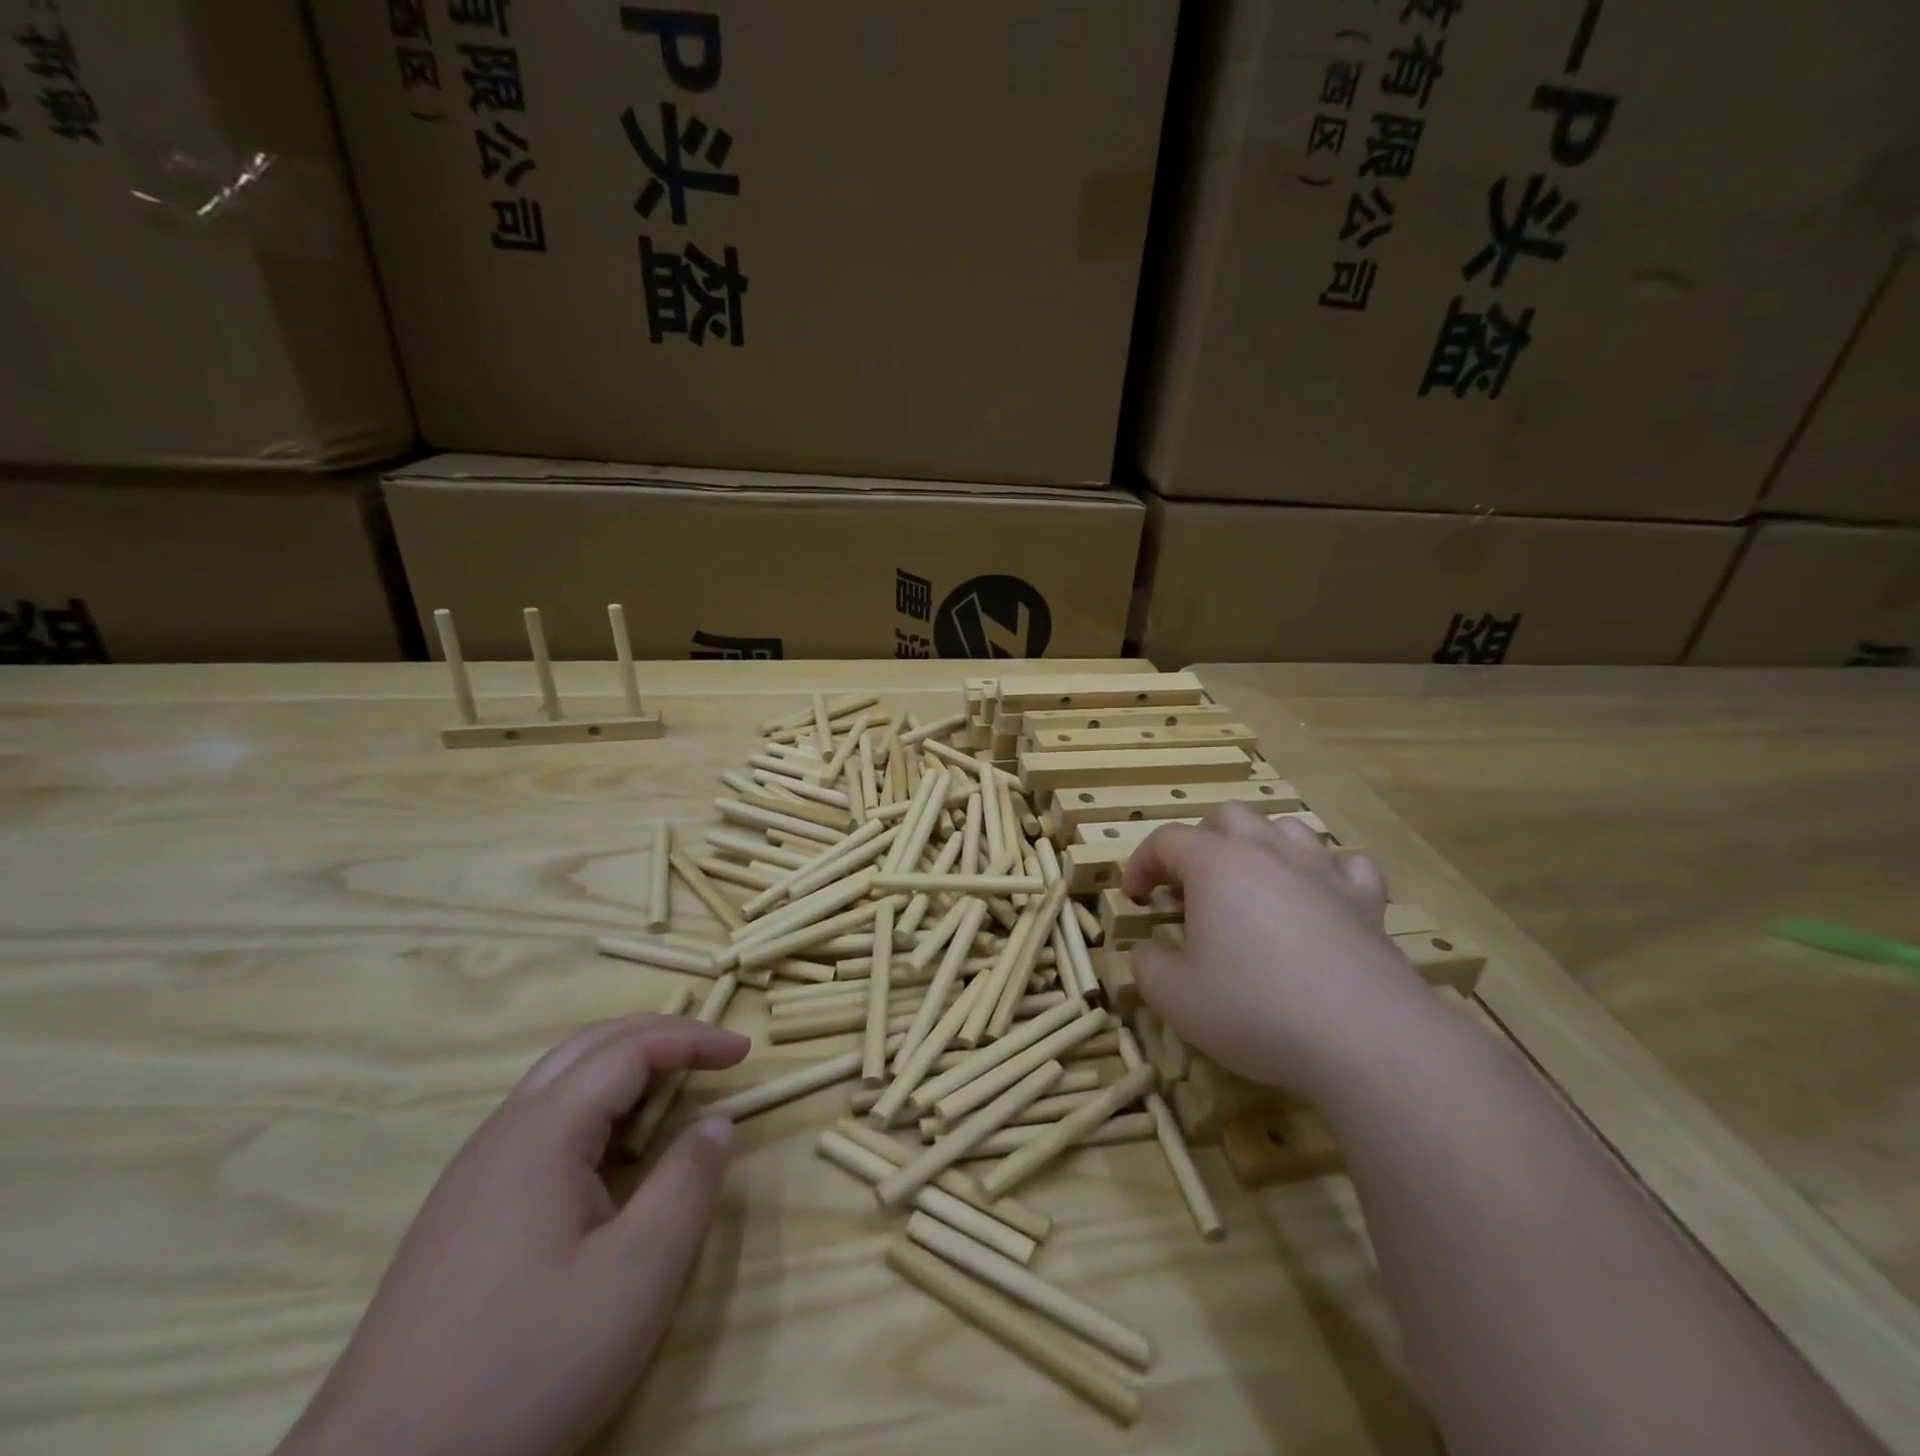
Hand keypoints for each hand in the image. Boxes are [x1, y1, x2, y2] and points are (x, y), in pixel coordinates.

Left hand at [277, 1013, 749, 1455]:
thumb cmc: (526, 1367)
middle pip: (589, 1048)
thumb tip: (717, 1122)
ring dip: (623, 1065)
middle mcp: (502, 1134)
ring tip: (672, 1085)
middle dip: (657, 1035)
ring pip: (558, 1082)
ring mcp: (472, 1174)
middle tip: (712, 1051)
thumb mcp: (637, 1276)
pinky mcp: (459, 1214)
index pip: (630, 1049)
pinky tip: (609, 1150)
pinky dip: (592, 1104)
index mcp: (543, 1133)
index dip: (693, 1039)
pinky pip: (538, 1122)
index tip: (744, 1052)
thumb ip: (689, 1184)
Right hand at [1123, 803, 1434, 1102]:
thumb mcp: (1175, 997)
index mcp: (1215, 865)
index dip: (1142, 863)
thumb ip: (1148, 966)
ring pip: (1286, 828)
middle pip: (1227, 817)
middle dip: (1200, 844)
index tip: (1135, 896)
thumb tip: (1145, 952)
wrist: (1365, 1040)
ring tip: (1251, 885)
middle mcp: (1268, 853)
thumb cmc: (1254, 1010)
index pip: (1166, 840)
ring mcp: (1322, 872)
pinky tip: (1319, 898)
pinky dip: (1327, 872)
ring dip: (1260, 846)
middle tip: (1191, 889)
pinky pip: (1347, 864)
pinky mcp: (1366, 902)